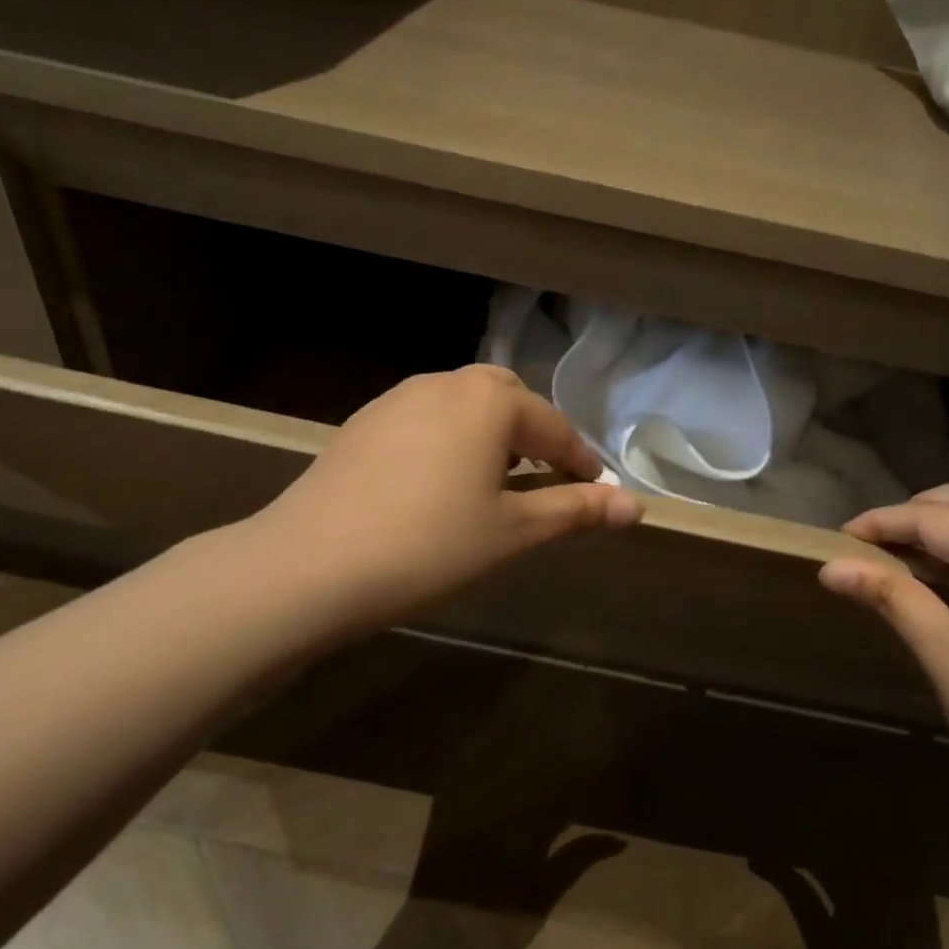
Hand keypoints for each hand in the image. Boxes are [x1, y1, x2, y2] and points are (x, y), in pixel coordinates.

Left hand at [241, 365, 640, 645]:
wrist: (311, 564)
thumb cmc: (430, 546)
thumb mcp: (514, 532)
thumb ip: (577, 511)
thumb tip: (637, 506)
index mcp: (489, 402)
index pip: (554, 427)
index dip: (581, 460)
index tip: (596, 490)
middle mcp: (445, 384)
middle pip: (507, 399)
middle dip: (535, 434)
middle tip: (546, 478)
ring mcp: (397, 399)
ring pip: (463, 404)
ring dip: (492, 434)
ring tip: (497, 480)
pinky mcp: (363, 423)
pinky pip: (426, 418)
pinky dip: (451, 439)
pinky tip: (440, 482)